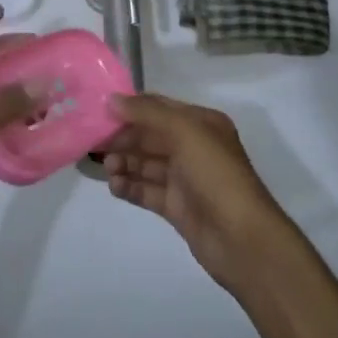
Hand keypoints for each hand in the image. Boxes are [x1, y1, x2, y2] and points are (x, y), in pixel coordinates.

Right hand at [101, 94, 293, 289]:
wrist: (241, 238)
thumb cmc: (216, 175)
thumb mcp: (185, 132)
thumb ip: (148, 113)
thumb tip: (112, 100)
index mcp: (201, 124)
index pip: (159, 108)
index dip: (131, 108)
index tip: (100, 111)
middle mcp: (194, 147)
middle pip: (150, 136)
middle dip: (124, 138)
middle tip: (96, 143)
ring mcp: (185, 179)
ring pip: (146, 164)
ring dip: (124, 162)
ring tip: (108, 168)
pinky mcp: (177, 206)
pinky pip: (147, 191)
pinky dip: (130, 186)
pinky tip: (115, 186)